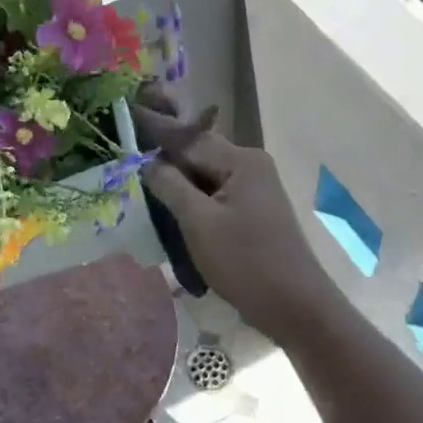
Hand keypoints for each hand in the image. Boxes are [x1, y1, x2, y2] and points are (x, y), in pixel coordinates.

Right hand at [131, 92, 341, 349]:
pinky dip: (191, 201)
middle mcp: (249, 165)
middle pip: (196, 154)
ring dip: (175, 183)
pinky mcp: (251, 211)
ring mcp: (253, 188)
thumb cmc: (246, 262)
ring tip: (140, 184)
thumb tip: (146, 161)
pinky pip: (213, 195)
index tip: (125, 114)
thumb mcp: (199, 222)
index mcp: (240, 160)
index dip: (154, 130)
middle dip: (163, 158)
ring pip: (202, 176)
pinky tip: (169, 211)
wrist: (296, 308)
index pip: (187, 138)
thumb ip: (170, 185)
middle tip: (126, 157)